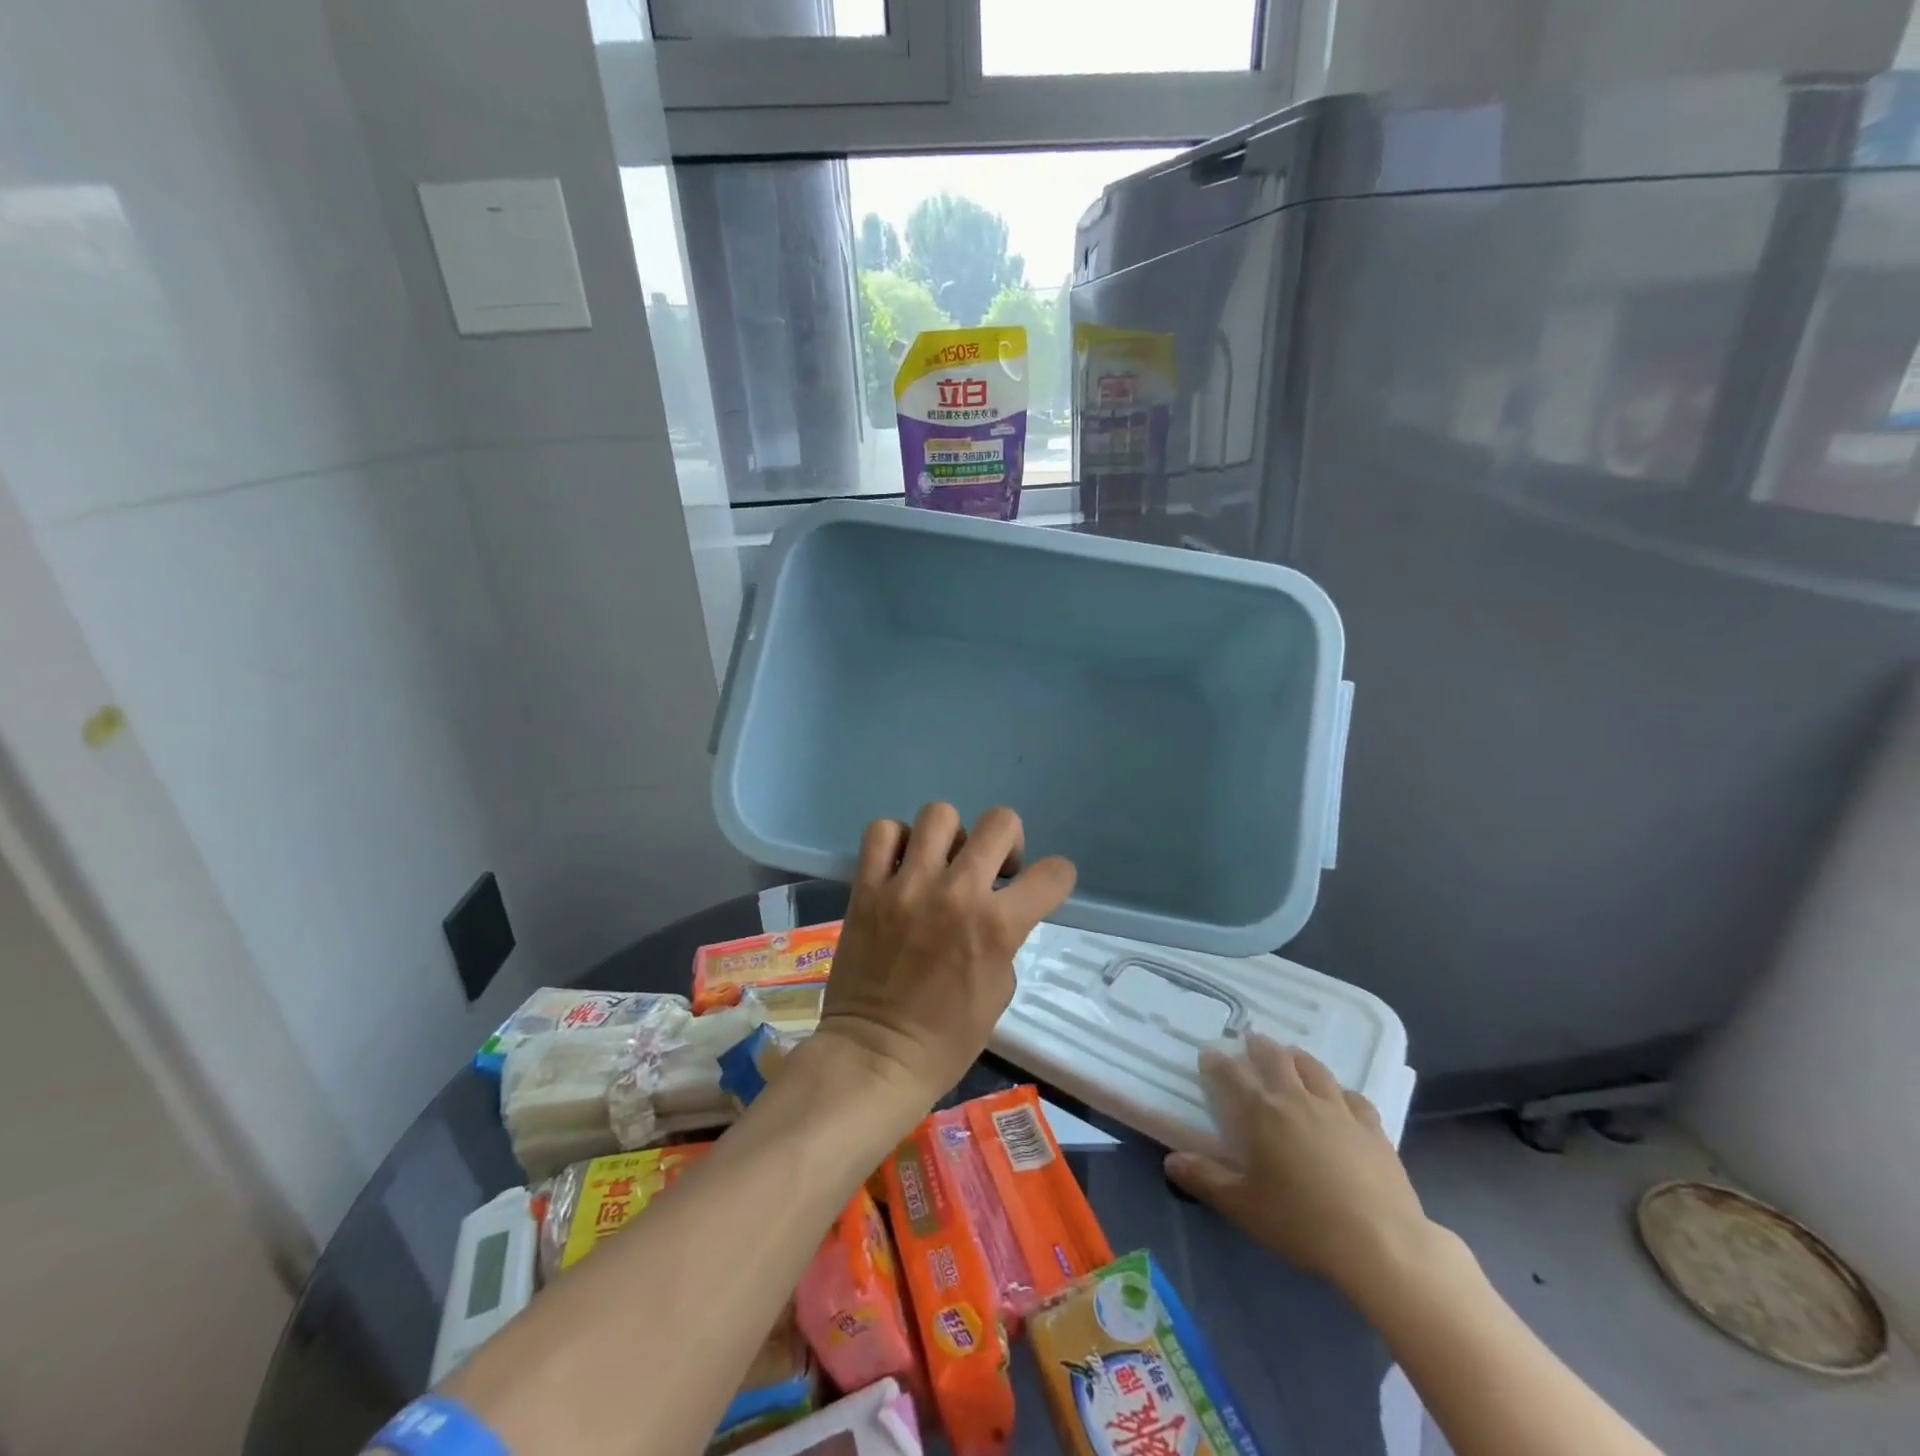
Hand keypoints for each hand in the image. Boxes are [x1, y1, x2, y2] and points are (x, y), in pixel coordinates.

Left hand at [815, 803, 1074, 1107]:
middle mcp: (957, 893)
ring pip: (940, 814)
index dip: (1056, 877)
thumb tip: (998, 908)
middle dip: (1007, 841)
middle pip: (999, 822)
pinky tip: (901, 866)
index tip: (1042, 886)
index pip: (1053, 873)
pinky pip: (882, 832)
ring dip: (950, 837)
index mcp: (997, 925)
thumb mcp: (1001, 988)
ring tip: (940, 864)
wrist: (878, 1055)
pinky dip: (896, 841)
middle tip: (991, 869)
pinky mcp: (867, 888)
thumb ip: (1006, 936)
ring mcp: (907, 885)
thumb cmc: (949, 1037)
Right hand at [1164, 1035, 1433, 1294]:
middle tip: (1250, 1042)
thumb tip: (1172, 1160)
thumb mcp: (1243, 1206)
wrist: (1380, 1243)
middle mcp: (1296, 1098)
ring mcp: (1337, 1109)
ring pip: (1313, 1068)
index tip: (1208, 1054)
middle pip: (1274, 1057)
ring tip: (1290, 1057)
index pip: (1230, 1073)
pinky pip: (1353, 1096)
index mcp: (1260, 1111)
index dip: (1216, 1061)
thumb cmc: (1301, 1222)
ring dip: (1297, 1058)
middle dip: (1258, 1046)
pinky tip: (1339, 1098)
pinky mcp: (1372, 1127)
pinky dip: (1339, 1091)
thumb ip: (1205, 1179)